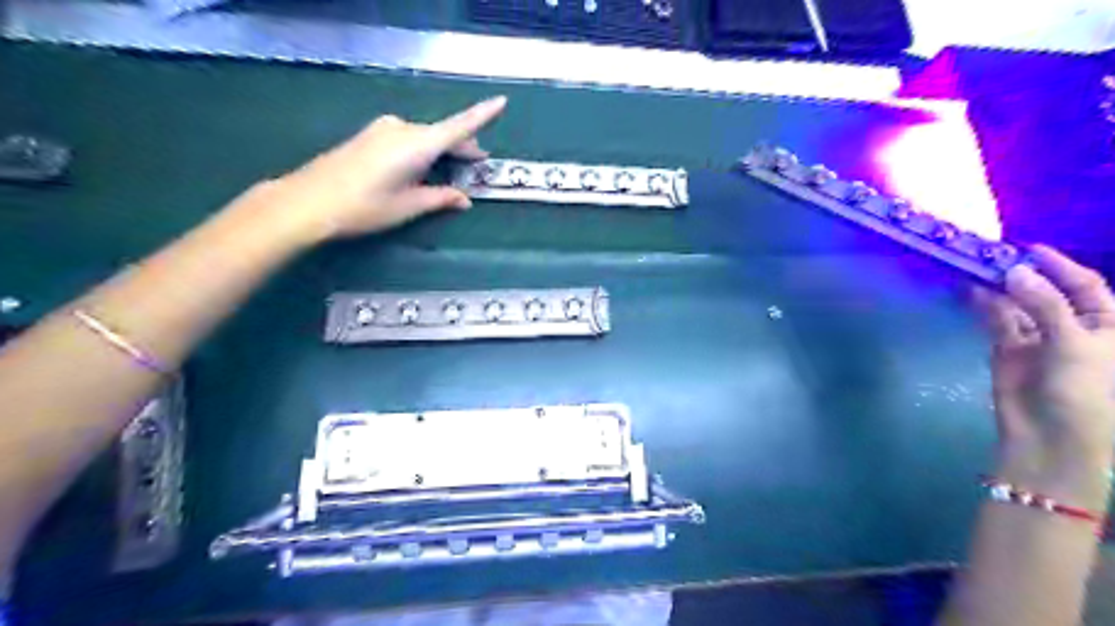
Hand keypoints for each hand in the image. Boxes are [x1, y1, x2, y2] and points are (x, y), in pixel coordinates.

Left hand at [252, 96, 505, 243]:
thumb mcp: (408, 207)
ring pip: (424, 137)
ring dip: (441, 151)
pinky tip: (421, 170)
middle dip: (462, 147)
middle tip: (478, 164)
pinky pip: (407, 139)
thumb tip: (464, 199)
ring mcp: (383, 130)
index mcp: (417, 144)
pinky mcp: (370, 136)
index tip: (502, 101)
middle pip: (442, 134)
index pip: (459, 127)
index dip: (482, 115)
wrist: (307, 202)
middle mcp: (402, 129)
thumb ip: (440, 198)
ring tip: (452, 172)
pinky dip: (422, 151)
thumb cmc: (364, 206)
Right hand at [979, 244, 1114, 503]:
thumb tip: (1013, 271)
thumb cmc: (1086, 391)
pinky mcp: (1006, 348)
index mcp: (1107, 324)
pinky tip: (971, 290)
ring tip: (975, 267)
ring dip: (999, 288)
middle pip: (1047, 292)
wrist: (1050, 436)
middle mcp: (1071, 326)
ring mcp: (1037, 337)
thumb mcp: (1075, 344)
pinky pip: (996, 321)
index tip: (1028, 248)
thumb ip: (1044, 304)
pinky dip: (984, 306)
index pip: (1086, 285)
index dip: (1060, 265)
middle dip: (1023, 274)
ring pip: (1018, 304)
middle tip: (991, 255)